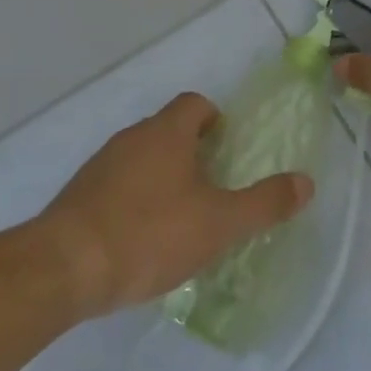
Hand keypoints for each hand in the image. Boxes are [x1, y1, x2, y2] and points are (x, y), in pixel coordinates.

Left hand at [37, 92, 313, 319]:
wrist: (64, 266)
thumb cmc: (149, 233)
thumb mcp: (218, 223)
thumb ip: (263, 203)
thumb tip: (306, 183)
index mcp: (166, 132)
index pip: (195, 104)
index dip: (215, 120)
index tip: (227, 151)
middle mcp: (132, 137)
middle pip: (169, 130)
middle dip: (192, 152)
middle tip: (212, 189)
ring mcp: (101, 165)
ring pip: (142, 157)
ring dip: (162, 177)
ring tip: (179, 218)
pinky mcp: (80, 195)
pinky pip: (117, 184)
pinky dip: (134, 200)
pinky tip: (141, 239)